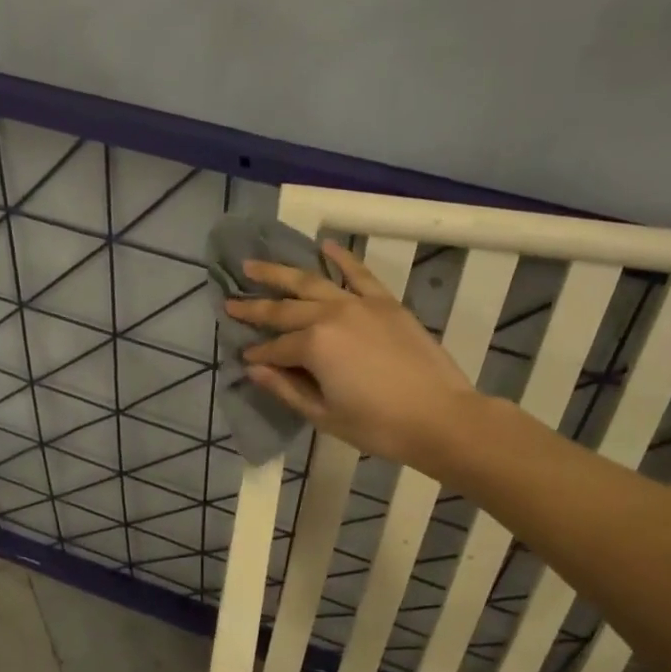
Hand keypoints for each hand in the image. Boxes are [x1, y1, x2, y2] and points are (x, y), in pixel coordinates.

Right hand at [225, 240, 478, 471]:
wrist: (440, 417)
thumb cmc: (378, 426)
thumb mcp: (324, 415)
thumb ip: (286, 388)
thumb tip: (254, 369)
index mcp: (313, 346)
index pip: (275, 347)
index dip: (257, 354)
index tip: (242, 356)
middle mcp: (331, 314)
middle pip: (286, 308)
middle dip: (255, 307)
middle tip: (230, 301)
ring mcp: (360, 304)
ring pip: (313, 281)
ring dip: (281, 273)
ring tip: (254, 264)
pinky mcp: (386, 302)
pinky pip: (359, 273)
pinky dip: (341, 258)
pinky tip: (324, 245)